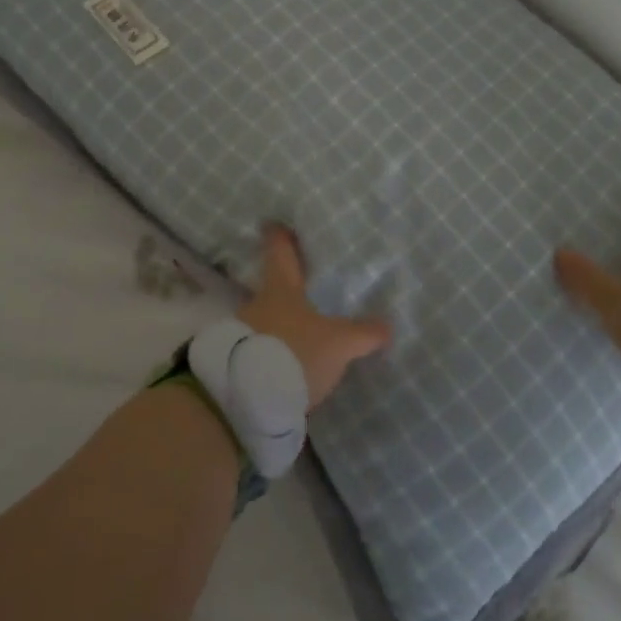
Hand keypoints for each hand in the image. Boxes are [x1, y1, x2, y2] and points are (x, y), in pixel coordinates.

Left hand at [238, 225, 391, 409]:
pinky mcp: (233, 365)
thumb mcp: (338, 344)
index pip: (279, 252)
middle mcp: (256, 305)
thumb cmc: (294, 352)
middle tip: (301, 293)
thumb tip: (387, 324)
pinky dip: (268, 357)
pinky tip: (283, 370)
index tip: (273, 223)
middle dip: (284, 292)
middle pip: (270, 290)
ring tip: (297, 341)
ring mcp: (240, 335)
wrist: (245, 398)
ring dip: (276, 329)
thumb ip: (363, 333)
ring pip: (262, 323)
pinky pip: (255, 353)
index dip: (279, 236)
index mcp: (280, 289)